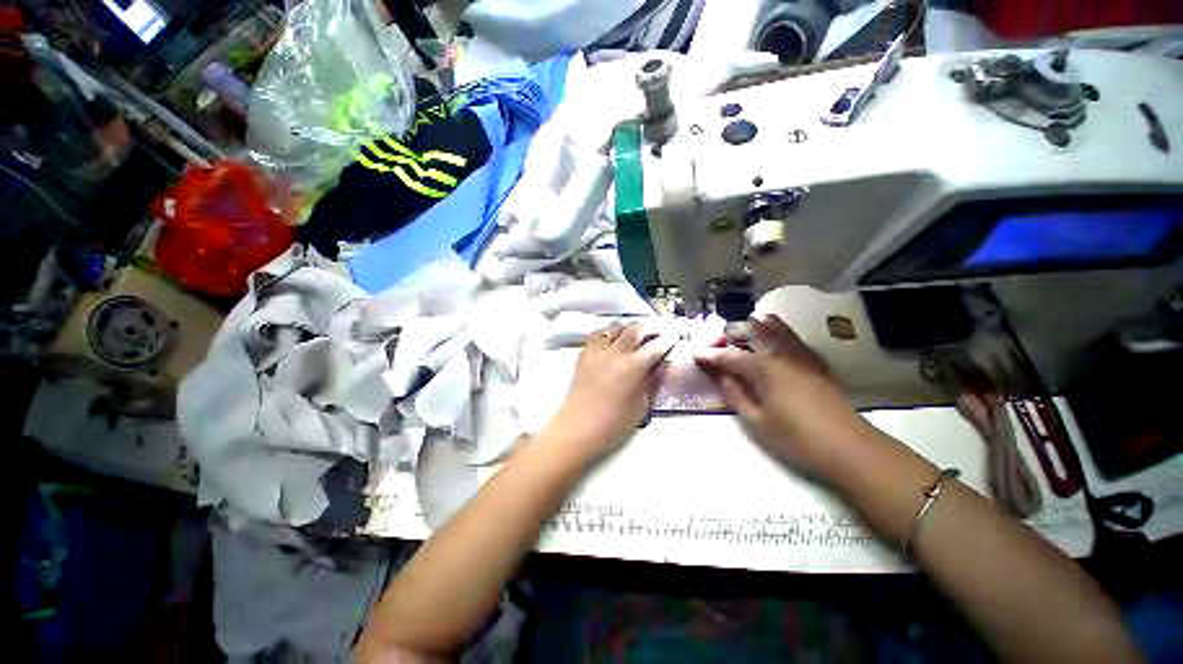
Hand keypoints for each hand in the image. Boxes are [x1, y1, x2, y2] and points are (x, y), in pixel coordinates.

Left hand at [544, 322, 673, 462]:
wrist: (579, 427)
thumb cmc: (614, 423)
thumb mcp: (642, 405)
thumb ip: (653, 381)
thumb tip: (661, 365)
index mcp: (633, 367)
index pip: (655, 346)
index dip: (667, 341)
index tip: (673, 338)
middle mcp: (615, 353)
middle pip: (636, 330)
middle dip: (650, 328)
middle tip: (659, 331)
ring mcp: (598, 351)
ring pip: (616, 328)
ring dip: (629, 328)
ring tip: (637, 333)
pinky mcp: (584, 354)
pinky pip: (599, 335)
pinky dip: (610, 334)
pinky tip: (614, 340)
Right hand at [693, 314, 868, 475]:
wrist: (849, 447)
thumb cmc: (797, 438)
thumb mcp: (756, 421)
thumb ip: (734, 394)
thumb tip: (721, 375)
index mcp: (764, 368)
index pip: (728, 356)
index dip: (709, 354)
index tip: (694, 353)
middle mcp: (781, 353)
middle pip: (750, 331)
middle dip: (728, 334)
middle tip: (717, 347)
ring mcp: (801, 354)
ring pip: (773, 326)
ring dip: (752, 327)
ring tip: (740, 337)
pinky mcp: (815, 360)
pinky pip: (790, 336)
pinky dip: (774, 332)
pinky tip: (770, 342)